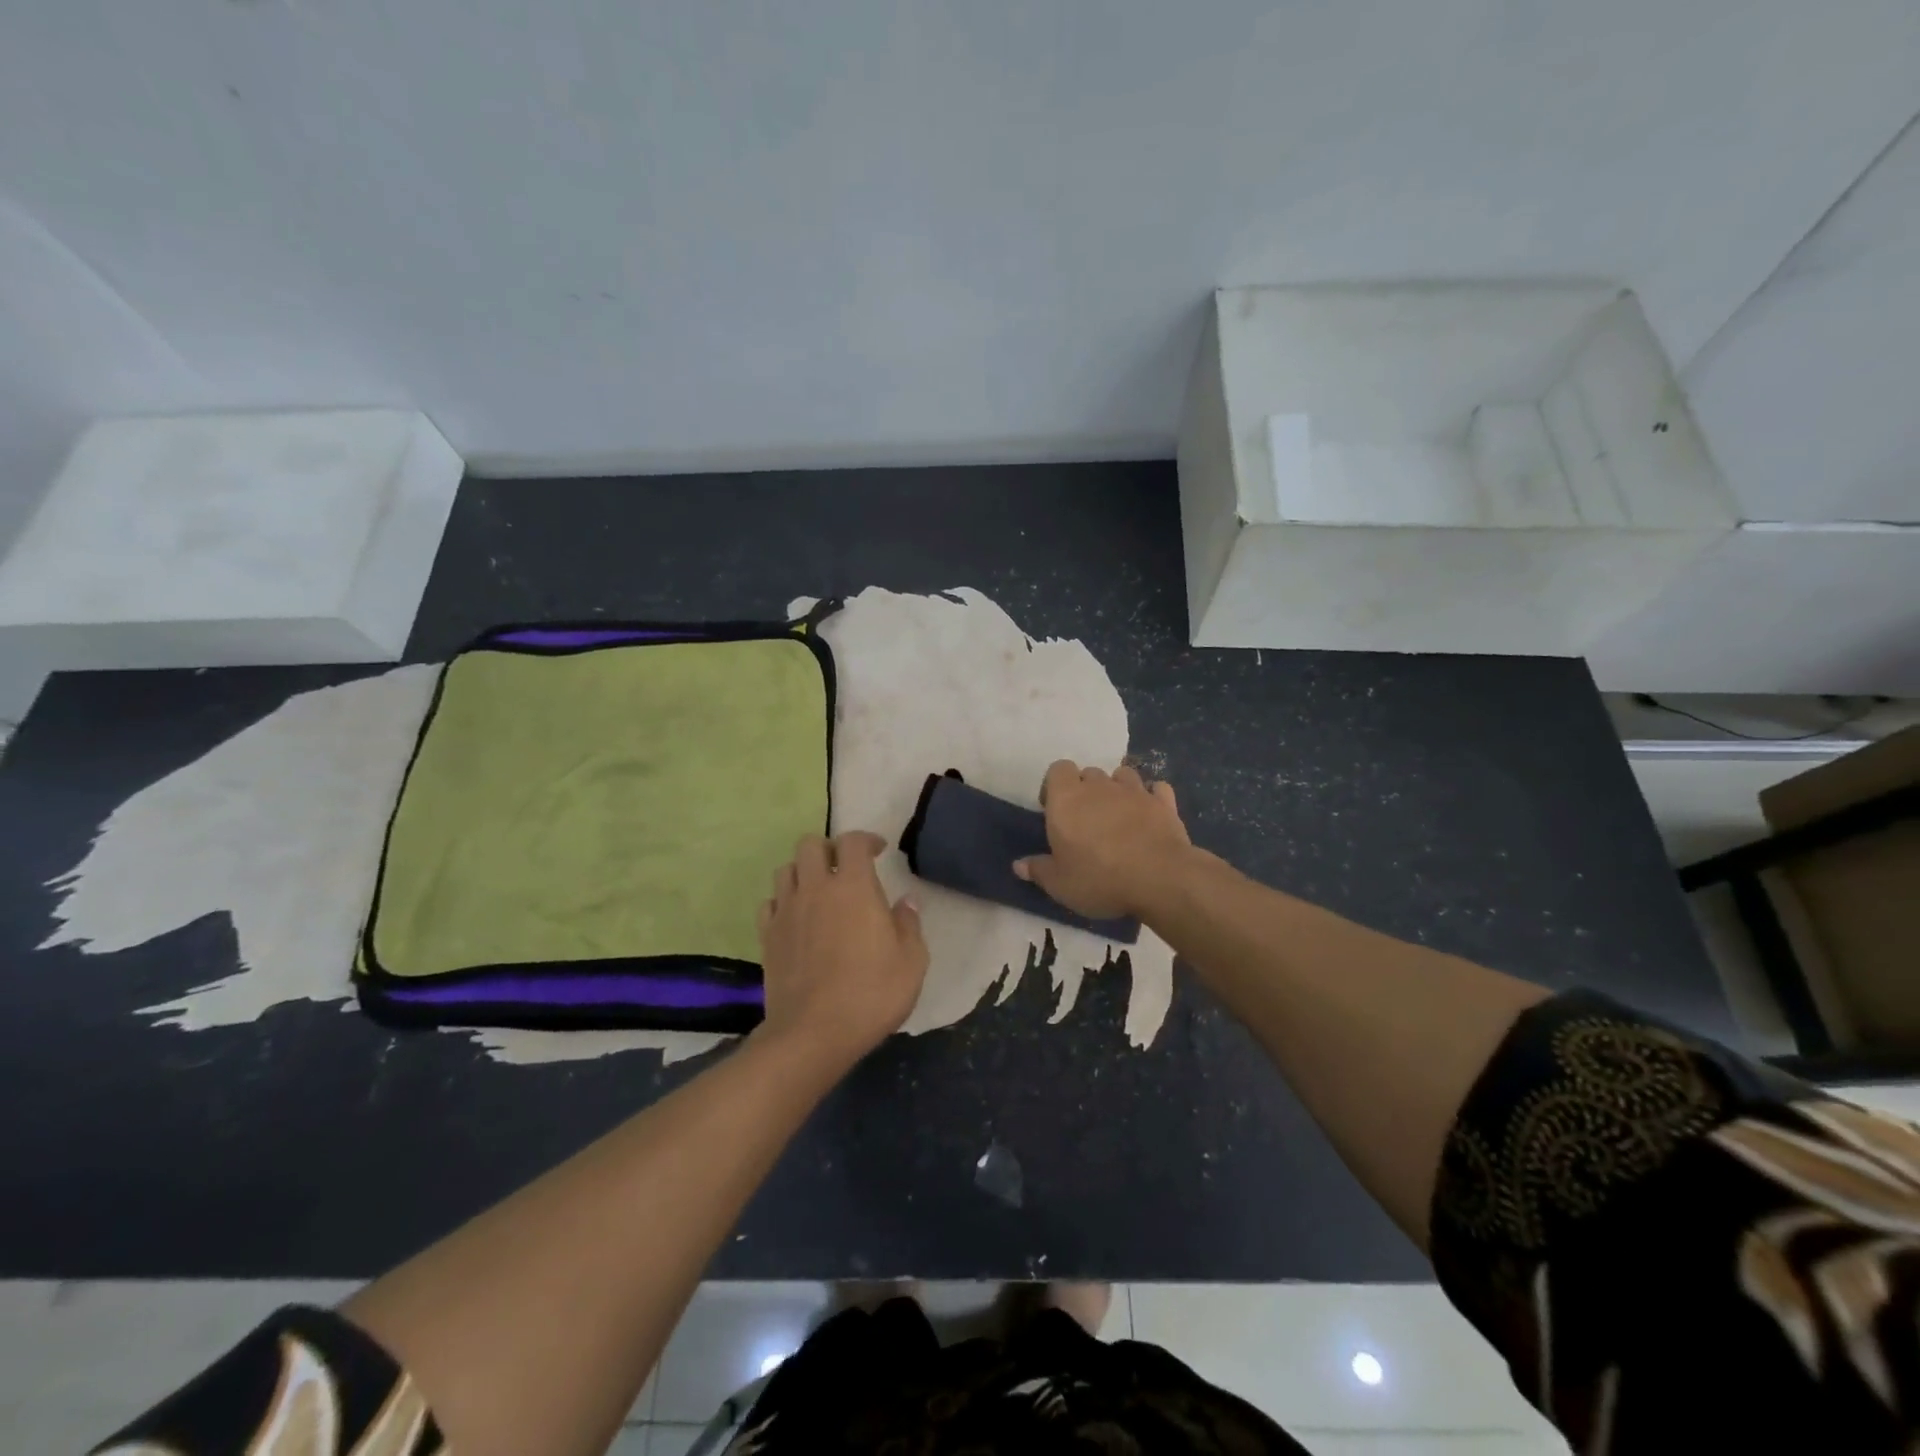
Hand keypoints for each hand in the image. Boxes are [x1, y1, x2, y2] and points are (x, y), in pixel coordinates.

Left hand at [755, 832, 928, 1074]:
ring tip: (819, 890)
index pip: (852, 841)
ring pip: (786, 869)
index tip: (879, 851)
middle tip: (845, 868)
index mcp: (853, 887)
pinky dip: (782, 901)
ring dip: (804, 871)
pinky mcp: (767, 936)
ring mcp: (786, 911)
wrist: (813, 1033)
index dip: (866, 839)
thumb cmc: (871, 994)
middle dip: (829, 849)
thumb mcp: (911, 961)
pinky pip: (769, 902)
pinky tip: (795, 917)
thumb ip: (910, 924)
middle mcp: (815, 888)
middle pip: (810, 844)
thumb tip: (907, 901)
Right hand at [1014, 761, 1191, 919]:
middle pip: (1089, 773)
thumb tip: (1018, 865)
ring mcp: (1135, 791)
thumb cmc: (1100, 879)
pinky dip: (1152, 797)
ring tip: (1117, 815)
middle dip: (1085, 789)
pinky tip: (1150, 814)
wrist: (1160, 878)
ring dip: (1117, 789)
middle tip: (1085, 820)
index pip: (1057, 769)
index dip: (1054, 785)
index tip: (1054, 810)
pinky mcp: (1164, 803)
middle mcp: (1099, 787)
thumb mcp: (1060, 884)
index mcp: (1067, 799)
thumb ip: (1038, 870)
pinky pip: (1157, 789)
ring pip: (1122, 774)